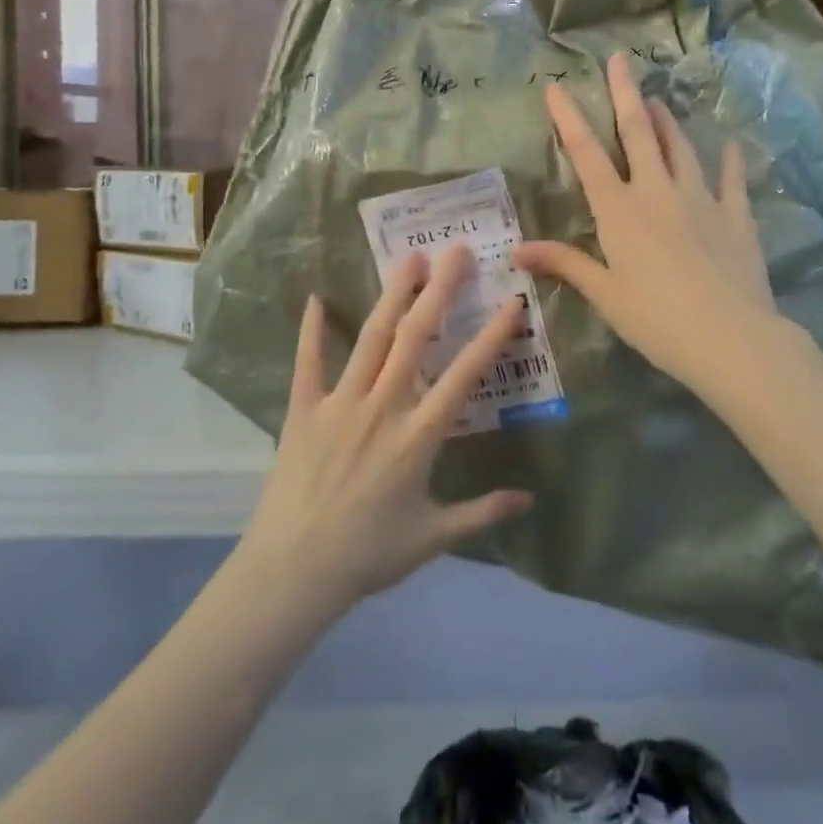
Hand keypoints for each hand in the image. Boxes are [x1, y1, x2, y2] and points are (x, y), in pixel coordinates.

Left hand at [236, 247, 532, 618]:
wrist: (293, 572)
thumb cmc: (368, 555)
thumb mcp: (433, 537)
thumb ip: (482, 513)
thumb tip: (529, 500)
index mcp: (418, 436)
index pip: (464, 375)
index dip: (491, 336)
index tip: (511, 301)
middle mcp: (383, 407)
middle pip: (416, 338)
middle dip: (439, 291)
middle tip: (456, 251)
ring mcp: (340, 404)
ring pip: (371, 339)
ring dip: (392, 296)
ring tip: (409, 259)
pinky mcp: (304, 410)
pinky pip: (307, 362)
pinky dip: (311, 330)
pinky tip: (313, 297)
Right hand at [513, 53, 775, 396]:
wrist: (731, 339)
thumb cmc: (657, 320)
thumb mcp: (605, 294)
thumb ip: (565, 264)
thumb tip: (516, 250)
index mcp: (620, 210)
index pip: (587, 154)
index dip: (569, 118)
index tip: (557, 87)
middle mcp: (657, 192)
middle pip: (639, 133)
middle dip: (625, 94)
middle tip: (620, 59)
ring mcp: (701, 200)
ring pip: (680, 148)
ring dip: (667, 121)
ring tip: (657, 99)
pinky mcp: (735, 216)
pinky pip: (731, 180)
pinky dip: (729, 161)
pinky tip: (730, 145)